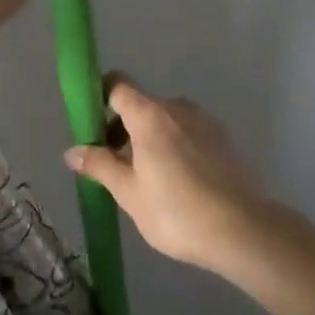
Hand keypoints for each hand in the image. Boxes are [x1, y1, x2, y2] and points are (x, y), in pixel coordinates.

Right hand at [66, 76, 269, 272]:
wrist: (242, 230)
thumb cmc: (176, 211)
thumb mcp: (129, 193)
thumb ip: (100, 165)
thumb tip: (72, 150)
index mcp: (149, 115)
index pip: (117, 85)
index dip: (99, 97)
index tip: (91, 127)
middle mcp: (177, 107)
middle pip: (140, 104)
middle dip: (122, 128)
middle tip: (115, 166)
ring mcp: (204, 121)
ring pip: (165, 119)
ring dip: (149, 139)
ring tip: (148, 179)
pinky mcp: (222, 138)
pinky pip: (187, 132)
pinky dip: (174, 146)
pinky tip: (178, 182)